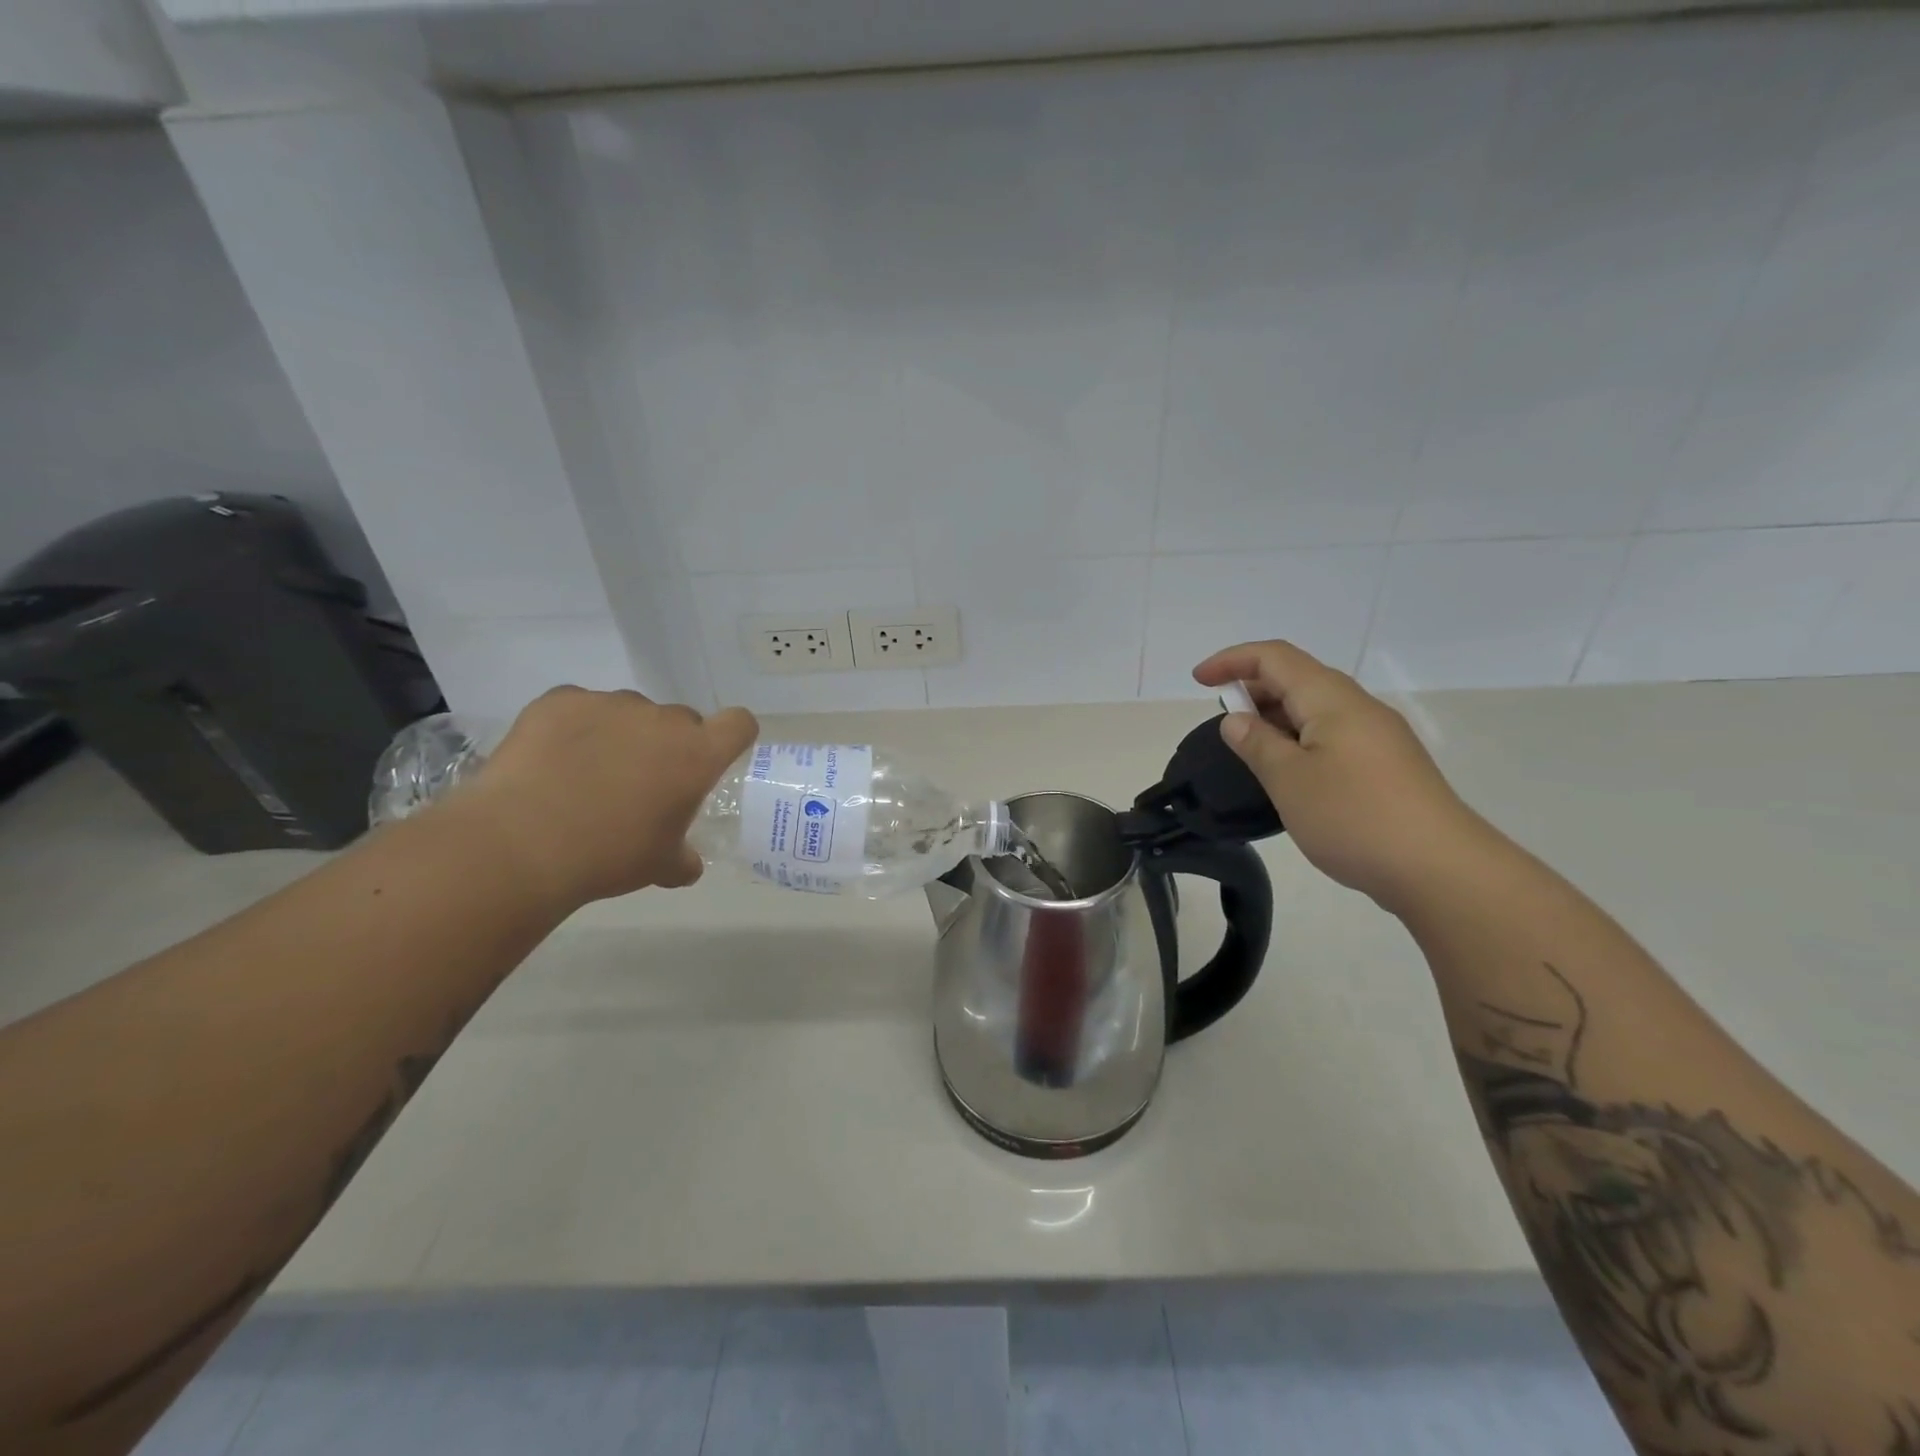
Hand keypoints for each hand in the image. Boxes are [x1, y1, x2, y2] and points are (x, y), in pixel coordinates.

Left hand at [452, 687, 758, 909]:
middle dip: (668, 745)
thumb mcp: (659, 866)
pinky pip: (580, 707)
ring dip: (622, 735)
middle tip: (641, 782)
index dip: (732, 737)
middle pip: (681, 720)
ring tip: (587, 774)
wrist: (521, 844)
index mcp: (697, 754)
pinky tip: (552, 761)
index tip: (714, 758)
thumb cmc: (609, 855)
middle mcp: (661, 719)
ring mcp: (610, 704)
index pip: (739, 723)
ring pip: (630, 713)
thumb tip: (687, 863)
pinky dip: (574, 728)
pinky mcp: (561, 700)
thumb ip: (683, 858)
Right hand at [1193, 641, 1489, 912]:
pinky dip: (1298, 739)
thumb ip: (1257, 744)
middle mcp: (1358, 707)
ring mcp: (1378, 737)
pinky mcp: (1386, 766)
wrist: (1440, 869)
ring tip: (1249, 748)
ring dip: (1276, 716)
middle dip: (1253, 688)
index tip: (1199, 681)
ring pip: (1316, 709)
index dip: (1232, 660)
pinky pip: (1332, 735)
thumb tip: (1237, 719)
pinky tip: (1288, 772)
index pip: (1275, 657)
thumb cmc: (1354, 817)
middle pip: (1298, 678)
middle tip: (1222, 721)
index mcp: (1332, 700)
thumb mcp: (1289, 780)